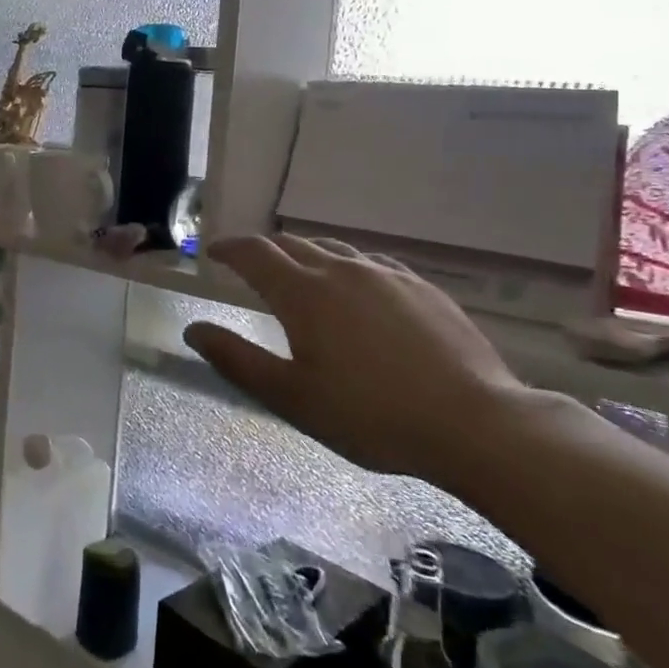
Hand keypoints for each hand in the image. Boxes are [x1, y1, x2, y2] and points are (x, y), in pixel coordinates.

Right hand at [184, 235, 524, 479]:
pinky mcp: (420, 286)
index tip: (213, 252)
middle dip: (263, 250)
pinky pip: (370, 262)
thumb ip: (237, 359)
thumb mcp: (292, 397)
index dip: (229, 248)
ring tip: (299, 274)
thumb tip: (193, 329)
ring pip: (332, 248)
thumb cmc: (371, 416)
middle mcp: (341, 269)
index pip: (255, 253)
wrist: (475, 423)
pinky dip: (346, 266)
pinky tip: (356, 288)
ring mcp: (385, 274)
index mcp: (304, 292)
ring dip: (305, 254)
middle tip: (249, 266)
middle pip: (291, 244)